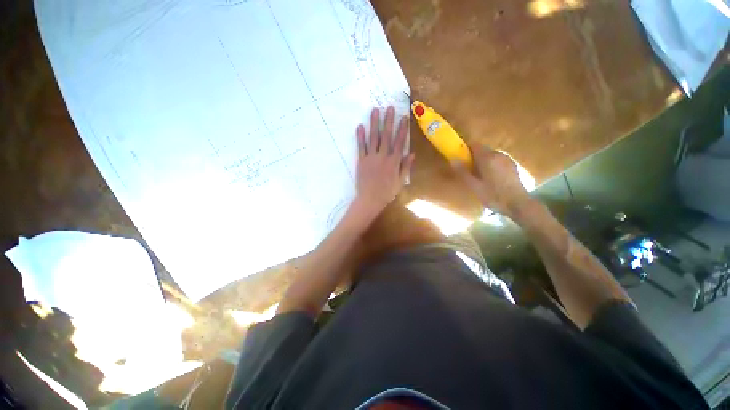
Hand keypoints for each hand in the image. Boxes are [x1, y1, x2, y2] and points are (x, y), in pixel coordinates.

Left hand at [352, 106, 414, 220]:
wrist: (370, 200)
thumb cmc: (387, 193)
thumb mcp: (400, 182)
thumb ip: (405, 167)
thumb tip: (413, 154)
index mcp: (394, 162)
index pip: (399, 142)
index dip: (402, 129)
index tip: (404, 117)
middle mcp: (383, 157)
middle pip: (386, 136)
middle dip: (388, 121)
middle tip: (389, 107)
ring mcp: (371, 158)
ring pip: (373, 138)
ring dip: (374, 124)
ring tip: (375, 111)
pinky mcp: (361, 161)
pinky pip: (361, 147)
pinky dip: (360, 137)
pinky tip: (360, 126)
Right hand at [452, 143, 531, 218]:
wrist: (518, 204)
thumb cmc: (493, 196)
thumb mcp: (474, 186)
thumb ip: (463, 171)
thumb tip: (453, 159)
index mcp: (488, 158)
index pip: (474, 144)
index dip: (465, 149)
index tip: (460, 158)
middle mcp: (498, 154)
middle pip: (482, 149)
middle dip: (473, 157)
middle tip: (468, 170)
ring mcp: (507, 159)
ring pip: (490, 155)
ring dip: (482, 161)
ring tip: (479, 176)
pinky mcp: (512, 165)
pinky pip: (497, 160)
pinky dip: (491, 164)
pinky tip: (491, 178)